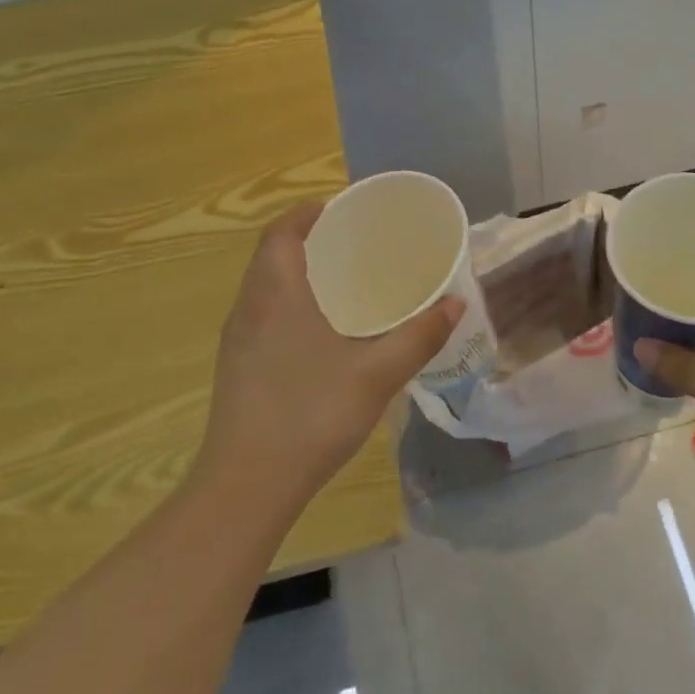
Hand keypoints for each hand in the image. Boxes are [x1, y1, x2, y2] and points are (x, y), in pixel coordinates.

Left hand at [193, 202, 461, 509]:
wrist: (248, 484)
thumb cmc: (311, 414)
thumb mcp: (377, 374)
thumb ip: (419, 336)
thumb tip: (456, 303)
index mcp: (276, 294)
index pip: (282, 232)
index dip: (308, 213)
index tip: (343, 209)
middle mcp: (249, 308)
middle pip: (272, 256)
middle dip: (309, 242)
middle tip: (356, 245)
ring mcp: (238, 341)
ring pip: (266, 288)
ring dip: (299, 275)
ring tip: (346, 283)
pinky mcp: (238, 368)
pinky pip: (264, 316)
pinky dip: (291, 305)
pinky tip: (324, 334)